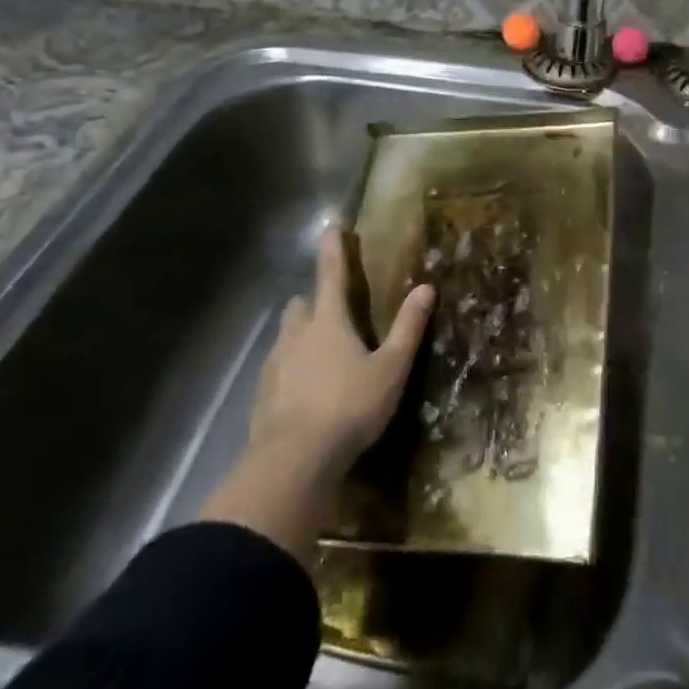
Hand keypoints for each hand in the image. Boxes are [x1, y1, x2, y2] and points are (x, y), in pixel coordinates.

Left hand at [247, 227, 434, 482]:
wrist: (293, 461)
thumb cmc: (349, 407)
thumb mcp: (390, 369)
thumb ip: (408, 328)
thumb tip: (426, 287)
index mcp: (329, 321)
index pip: (331, 274)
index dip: (333, 250)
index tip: (330, 228)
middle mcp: (297, 334)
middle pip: (301, 304)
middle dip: (315, 301)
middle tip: (334, 312)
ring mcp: (275, 364)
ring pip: (287, 335)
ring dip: (301, 334)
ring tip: (321, 354)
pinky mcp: (262, 393)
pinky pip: (277, 367)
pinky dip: (290, 368)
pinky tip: (304, 390)